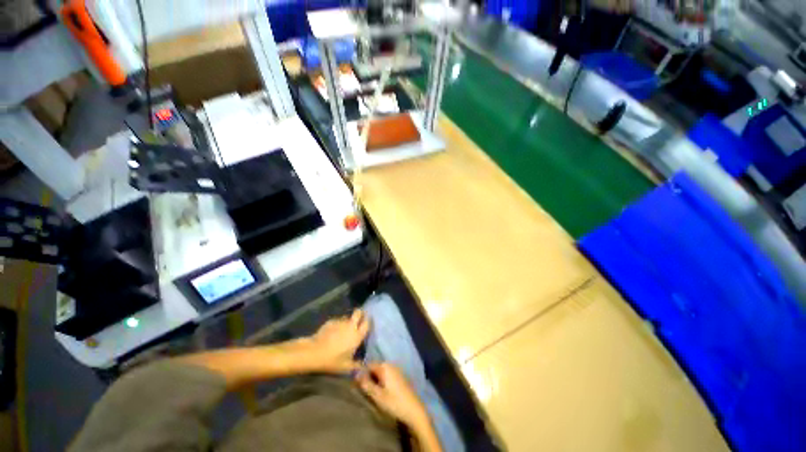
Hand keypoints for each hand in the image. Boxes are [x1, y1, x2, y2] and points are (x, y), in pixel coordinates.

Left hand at [308, 309, 369, 372]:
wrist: (314, 352)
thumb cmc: (332, 361)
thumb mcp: (347, 367)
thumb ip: (357, 365)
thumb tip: (365, 366)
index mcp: (357, 335)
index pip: (367, 323)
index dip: (368, 321)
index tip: (367, 323)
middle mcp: (351, 326)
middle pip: (358, 312)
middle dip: (360, 313)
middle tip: (358, 319)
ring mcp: (340, 322)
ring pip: (347, 317)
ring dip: (347, 321)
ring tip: (343, 329)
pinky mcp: (331, 321)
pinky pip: (337, 321)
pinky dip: (337, 325)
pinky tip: (332, 332)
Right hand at [356, 363, 429, 428]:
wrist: (414, 410)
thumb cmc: (395, 403)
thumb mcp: (378, 396)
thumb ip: (366, 384)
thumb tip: (356, 374)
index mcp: (385, 367)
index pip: (369, 365)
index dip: (362, 373)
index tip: (357, 384)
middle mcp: (391, 365)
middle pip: (375, 368)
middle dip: (369, 376)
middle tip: (364, 390)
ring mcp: (397, 370)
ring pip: (382, 372)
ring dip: (376, 380)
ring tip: (372, 392)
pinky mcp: (401, 377)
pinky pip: (388, 375)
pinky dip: (383, 381)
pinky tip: (382, 392)